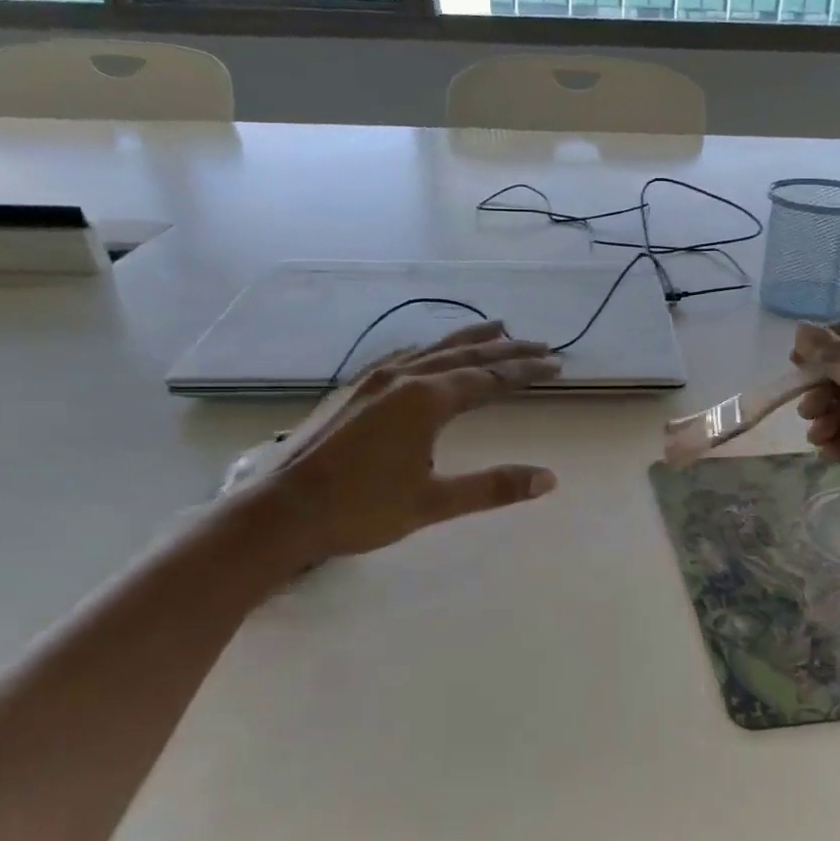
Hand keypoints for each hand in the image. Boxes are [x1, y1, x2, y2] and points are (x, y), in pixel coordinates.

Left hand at [228, 322, 561, 586]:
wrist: (284, 511)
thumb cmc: (361, 509)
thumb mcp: (434, 502)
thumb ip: (493, 487)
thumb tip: (549, 479)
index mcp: (426, 400)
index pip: (489, 379)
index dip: (525, 372)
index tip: (555, 365)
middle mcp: (403, 378)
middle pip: (466, 355)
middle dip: (506, 350)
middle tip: (539, 344)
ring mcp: (374, 379)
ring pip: (432, 349)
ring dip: (468, 340)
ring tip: (496, 329)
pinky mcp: (354, 389)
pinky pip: (403, 356)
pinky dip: (429, 349)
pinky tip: (428, 351)